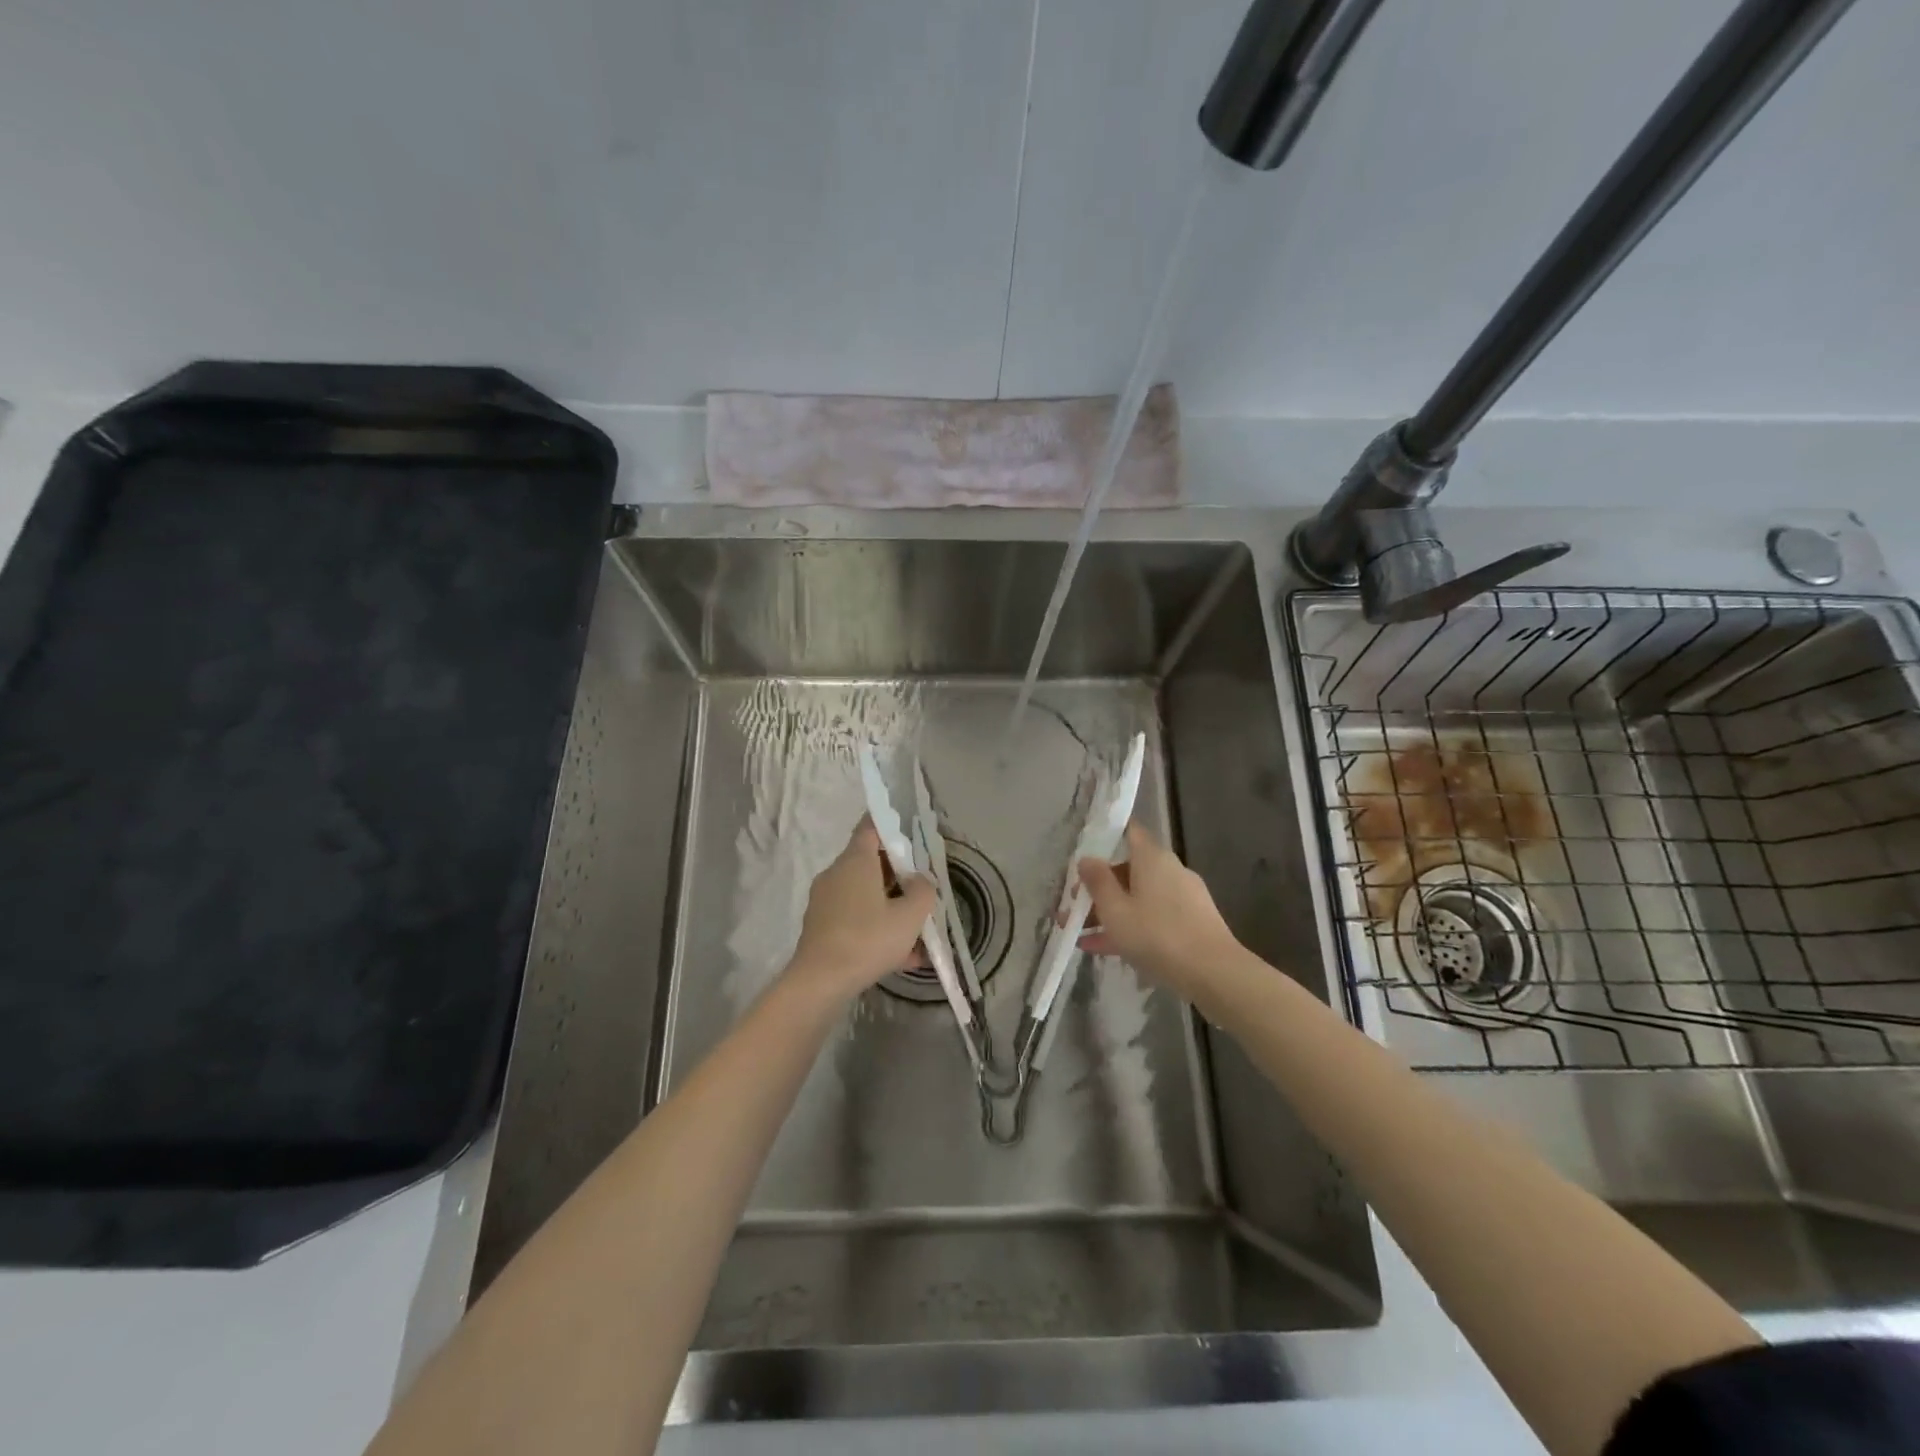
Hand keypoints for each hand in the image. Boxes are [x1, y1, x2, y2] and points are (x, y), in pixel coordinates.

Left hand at [788, 818, 935, 1000]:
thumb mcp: (910, 915)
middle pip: (870, 864)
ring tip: (918, 933)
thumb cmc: (868, 938)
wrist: (820, 982)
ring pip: (865, 896)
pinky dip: (876, 929)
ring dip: (890, 908)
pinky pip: (855, 919)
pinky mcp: (820, 927)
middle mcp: (836, 874)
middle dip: (898, 875)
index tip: (909, 830)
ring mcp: (825, 901)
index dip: (890, 824)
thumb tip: (921, 881)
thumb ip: (923, 891)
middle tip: (922, 889)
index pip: (871, 827)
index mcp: (855, 860)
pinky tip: (902, 957)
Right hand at [1078, 822, 1241, 999]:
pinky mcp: (1190, 923)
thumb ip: (1097, 882)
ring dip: (1109, 912)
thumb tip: (1086, 859)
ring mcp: (1182, 898)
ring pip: (1137, 897)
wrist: (1214, 973)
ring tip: (1079, 934)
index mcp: (1152, 858)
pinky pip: (1151, 917)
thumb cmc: (1157, 935)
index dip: (1105, 836)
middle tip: (1072, 907)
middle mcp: (1169, 870)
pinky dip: (1129, 927)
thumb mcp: (1115, 910)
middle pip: (1128, 870)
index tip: (1083, 850)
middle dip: (1098, 888)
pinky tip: (1102, 949)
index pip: (1128, 832)